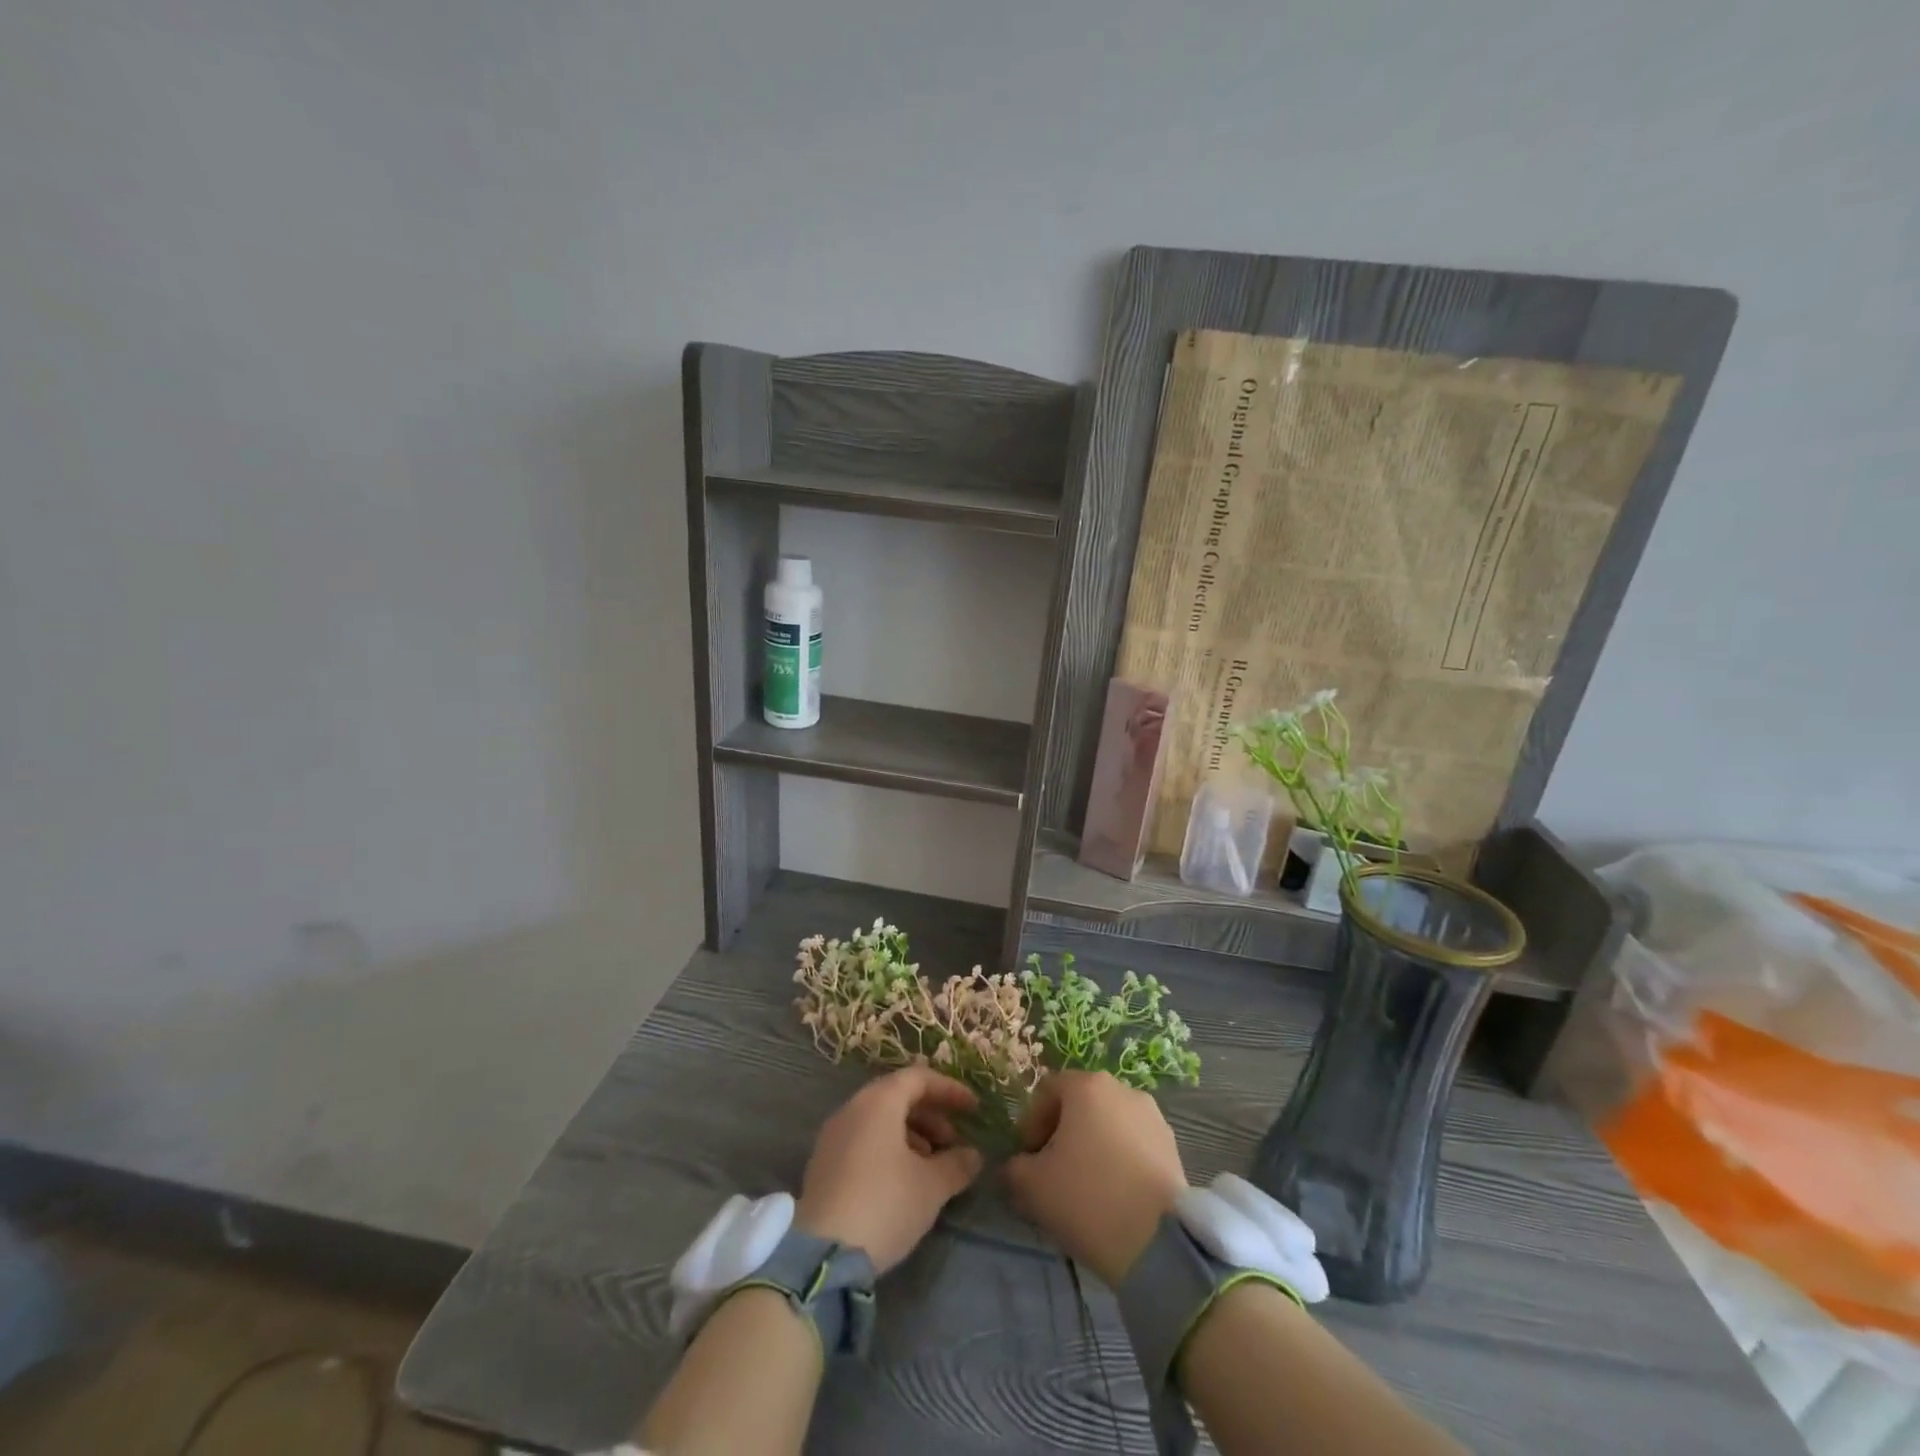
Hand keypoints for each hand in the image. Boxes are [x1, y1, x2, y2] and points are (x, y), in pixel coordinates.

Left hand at [795, 1065, 984, 1273]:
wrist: (822, 1254)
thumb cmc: (885, 1204)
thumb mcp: (931, 1186)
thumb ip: (957, 1164)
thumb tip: (973, 1155)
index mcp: (878, 1101)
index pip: (919, 1078)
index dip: (950, 1090)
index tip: (973, 1110)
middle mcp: (853, 1108)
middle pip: (898, 1096)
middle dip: (931, 1116)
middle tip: (953, 1143)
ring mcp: (833, 1135)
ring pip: (880, 1120)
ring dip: (912, 1134)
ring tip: (932, 1166)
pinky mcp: (823, 1163)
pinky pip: (864, 1139)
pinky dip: (889, 1148)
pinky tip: (904, 1181)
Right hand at [1004, 1071, 1186, 1285]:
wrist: (1159, 1242)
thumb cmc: (1087, 1198)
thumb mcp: (1032, 1185)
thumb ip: (1014, 1167)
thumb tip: (1015, 1166)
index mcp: (1087, 1086)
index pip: (1048, 1091)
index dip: (1032, 1123)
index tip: (1028, 1157)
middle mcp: (1122, 1089)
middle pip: (1081, 1105)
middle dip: (1063, 1133)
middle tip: (1052, 1172)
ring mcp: (1153, 1116)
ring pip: (1109, 1124)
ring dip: (1093, 1146)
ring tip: (1086, 1187)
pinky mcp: (1173, 1146)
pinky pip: (1134, 1144)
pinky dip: (1120, 1160)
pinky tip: (1114, 1195)